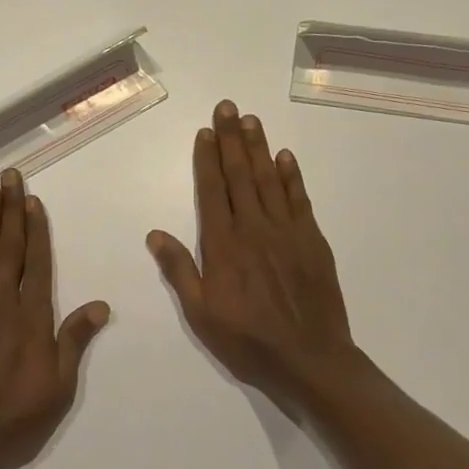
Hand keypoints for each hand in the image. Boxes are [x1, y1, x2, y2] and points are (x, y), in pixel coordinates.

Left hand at [0, 168, 109, 468]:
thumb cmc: (17, 421)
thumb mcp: (59, 388)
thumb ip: (74, 341)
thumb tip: (101, 305)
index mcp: (31, 319)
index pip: (36, 264)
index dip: (36, 230)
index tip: (34, 200)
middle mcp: (0, 306)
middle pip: (7, 250)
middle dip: (10, 211)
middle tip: (10, 177)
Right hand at [147, 101, 355, 412]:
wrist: (310, 360)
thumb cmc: (247, 342)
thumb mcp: (201, 315)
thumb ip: (179, 271)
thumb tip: (155, 234)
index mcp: (223, 246)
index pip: (212, 192)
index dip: (207, 160)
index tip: (205, 132)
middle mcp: (254, 229)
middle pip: (240, 176)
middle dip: (232, 139)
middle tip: (228, 107)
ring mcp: (287, 233)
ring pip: (270, 180)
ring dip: (259, 148)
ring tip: (251, 120)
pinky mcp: (313, 241)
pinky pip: (300, 200)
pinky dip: (292, 176)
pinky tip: (285, 157)